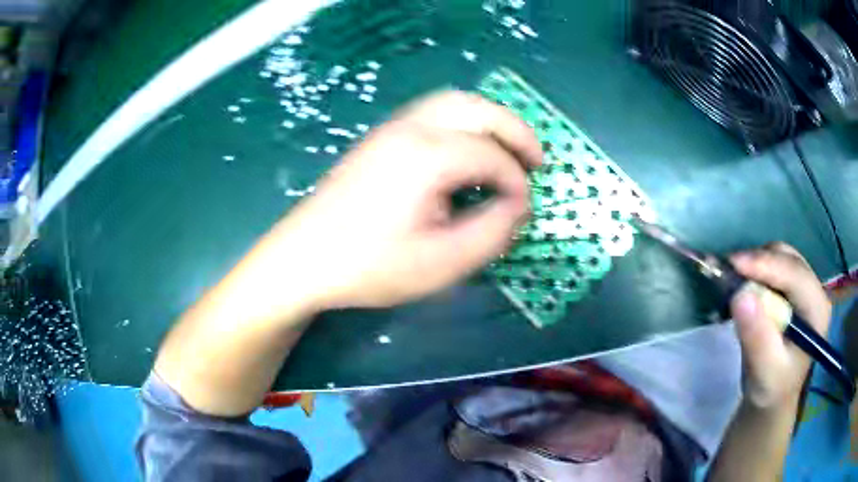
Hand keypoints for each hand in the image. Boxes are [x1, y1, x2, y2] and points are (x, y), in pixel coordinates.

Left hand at [272, 90, 541, 309]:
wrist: (304, 258)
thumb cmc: (369, 265)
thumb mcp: (441, 262)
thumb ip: (492, 232)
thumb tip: (519, 206)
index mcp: (428, 155)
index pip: (492, 155)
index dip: (517, 182)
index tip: (523, 212)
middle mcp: (412, 128)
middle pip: (478, 109)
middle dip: (515, 132)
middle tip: (536, 162)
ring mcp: (392, 128)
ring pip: (454, 103)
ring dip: (489, 122)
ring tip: (508, 153)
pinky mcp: (381, 137)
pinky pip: (434, 113)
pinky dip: (464, 123)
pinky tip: (467, 152)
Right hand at [729, 242, 831, 408]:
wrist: (773, 399)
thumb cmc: (772, 390)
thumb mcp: (764, 372)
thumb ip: (756, 337)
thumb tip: (740, 296)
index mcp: (817, 310)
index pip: (795, 275)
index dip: (766, 264)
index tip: (733, 264)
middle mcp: (815, 290)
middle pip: (788, 259)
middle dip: (759, 262)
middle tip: (728, 274)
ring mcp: (805, 287)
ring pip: (780, 257)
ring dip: (756, 265)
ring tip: (733, 281)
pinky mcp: (793, 289)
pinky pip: (774, 266)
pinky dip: (756, 271)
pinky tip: (744, 286)